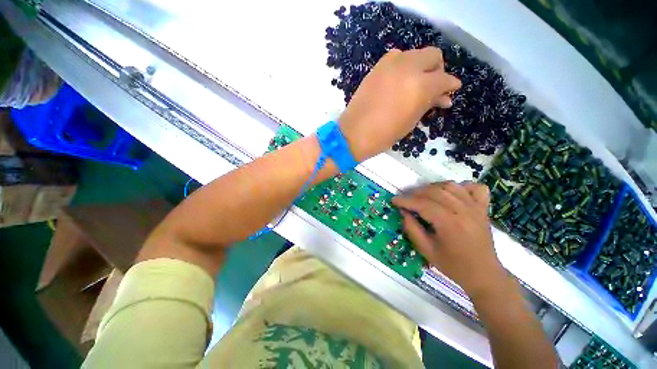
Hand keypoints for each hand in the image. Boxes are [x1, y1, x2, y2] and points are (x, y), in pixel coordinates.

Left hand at [339, 47, 460, 160]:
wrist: (354, 133)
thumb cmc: (384, 135)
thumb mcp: (411, 121)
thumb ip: (428, 104)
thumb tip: (443, 97)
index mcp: (420, 86)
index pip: (444, 78)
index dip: (450, 86)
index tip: (450, 92)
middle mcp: (408, 68)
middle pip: (433, 56)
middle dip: (438, 70)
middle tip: (434, 86)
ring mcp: (390, 64)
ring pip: (415, 54)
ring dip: (420, 66)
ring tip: (415, 83)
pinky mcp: (377, 67)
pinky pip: (397, 57)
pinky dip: (404, 66)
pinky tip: (400, 80)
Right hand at [392, 182, 506, 298]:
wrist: (484, 274)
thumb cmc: (453, 265)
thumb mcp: (426, 251)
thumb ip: (412, 229)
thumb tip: (403, 212)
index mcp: (450, 224)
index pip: (423, 204)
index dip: (406, 200)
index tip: (394, 200)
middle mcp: (464, 211)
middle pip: (435, 192)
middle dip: (416, 193)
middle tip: (406, 200)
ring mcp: (476, 207)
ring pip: (450, 186)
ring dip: (433, 187)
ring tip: (423, 196)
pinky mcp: (483, 208)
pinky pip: (474, 187)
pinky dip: (460, 186)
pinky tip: (451, 193)